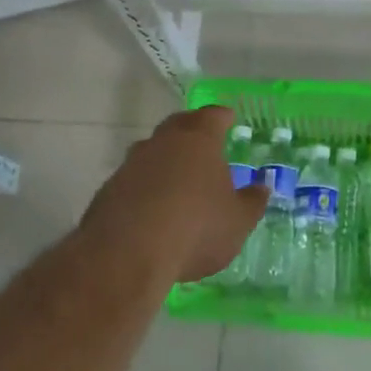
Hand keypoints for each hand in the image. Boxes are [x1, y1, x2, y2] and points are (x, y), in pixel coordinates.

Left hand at [82, 105, 268, 284]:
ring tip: (177, 176)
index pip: (213, 116)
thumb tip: (261, 188)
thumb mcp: (237, 221)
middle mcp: (164, 142)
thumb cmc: (196, 228)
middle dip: (191, 129)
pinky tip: (151, 206)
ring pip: (153, 150)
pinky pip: (133, 178)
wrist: (128, 254)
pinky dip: (144, 185)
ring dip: (165, 158)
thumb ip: (251, 202)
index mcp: (198, 140)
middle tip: (203, 140)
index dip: (222, 117)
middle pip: (179, 125)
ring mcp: (132, 163)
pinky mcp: (109, 188)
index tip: (228, 118)